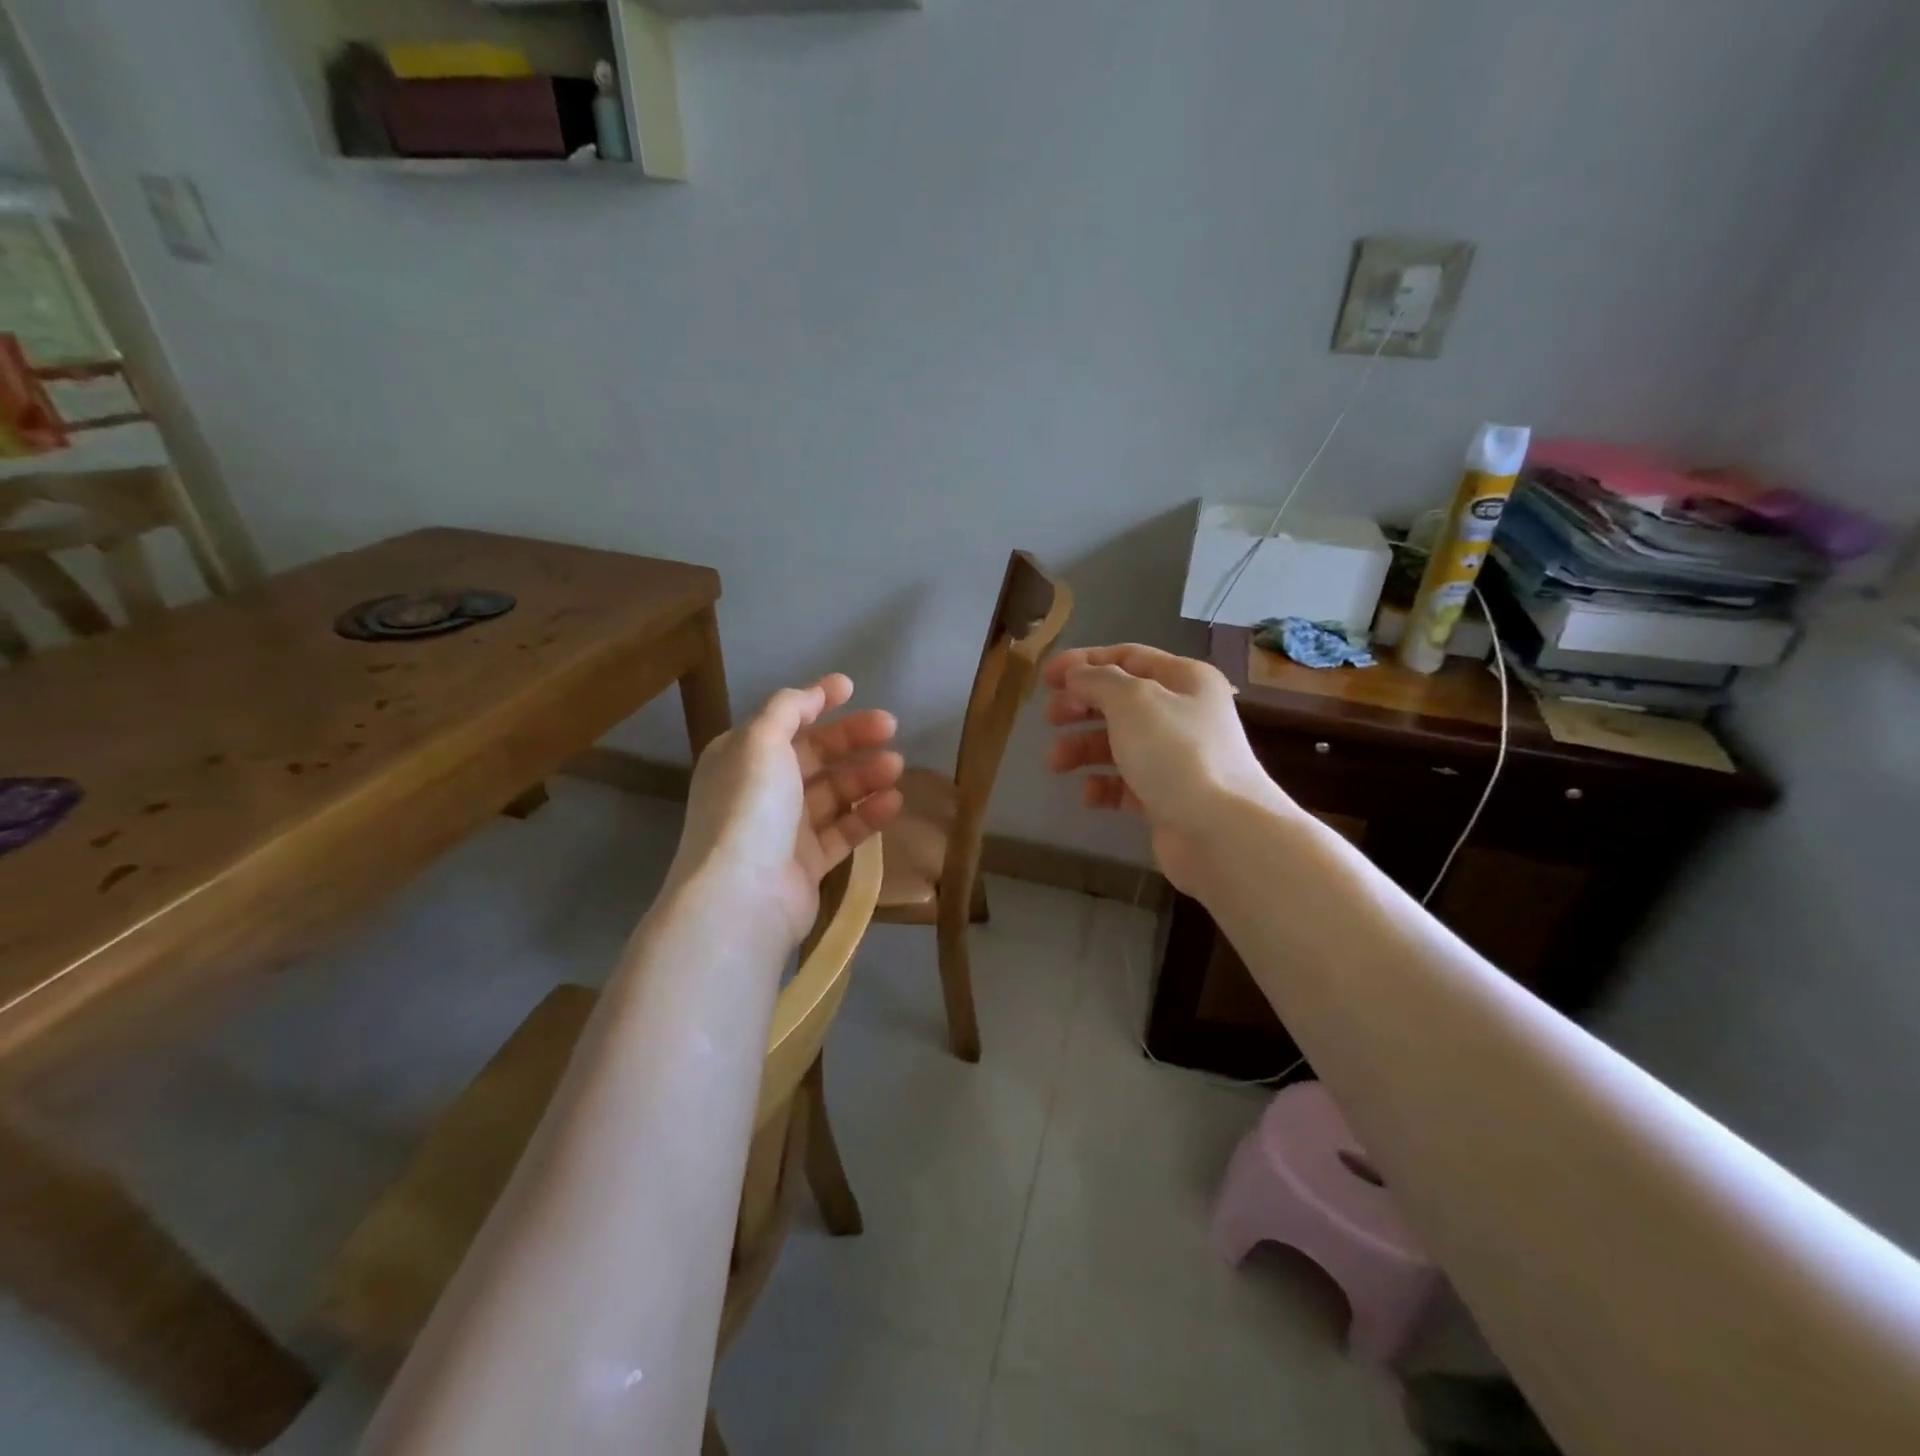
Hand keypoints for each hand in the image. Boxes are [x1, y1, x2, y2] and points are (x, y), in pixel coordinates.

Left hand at [671, 674, 904, 943]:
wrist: (743, 897)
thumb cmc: (750, 808)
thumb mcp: (761, 741)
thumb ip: (787, 709)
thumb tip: (810, 694)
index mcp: (741, 757)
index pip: (784, 721)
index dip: (816, 701)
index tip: (851, 687)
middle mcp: (761, 790)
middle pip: (813, 755)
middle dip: (851, 738)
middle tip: (890, 727)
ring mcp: (784, 830)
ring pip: (832, 793)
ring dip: (864, 775)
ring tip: (897, 766)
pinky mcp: (807, 864)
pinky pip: (843, 831)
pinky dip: (867, 815)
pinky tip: (894, 802)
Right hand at [1043, 644, 1291, 891]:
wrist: (1221, 832)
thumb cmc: (1176, 753)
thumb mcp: (1132, 701)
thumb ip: (1098, 680)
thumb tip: (1077, 674)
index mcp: (1185, 680)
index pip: (1128, 657)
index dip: (1084, 662)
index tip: (1046, 678)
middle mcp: (1184, 714)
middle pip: (1120, 701)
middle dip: (1081, 707)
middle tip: (1051, 719)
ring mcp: (1177, 759)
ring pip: (1119, 743)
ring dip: (1083, 748)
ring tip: (1056, 763)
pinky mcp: (1168, 798)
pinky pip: (1127, 784)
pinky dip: (1104, 786)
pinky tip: (1089, 795)